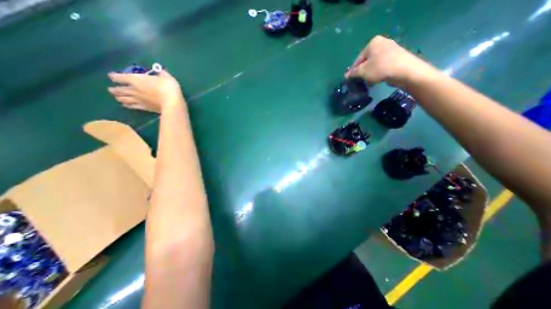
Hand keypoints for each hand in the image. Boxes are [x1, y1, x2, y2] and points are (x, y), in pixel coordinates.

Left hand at [108, 70, 184, 113]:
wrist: (173, 103)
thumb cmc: (168, 87)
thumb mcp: (167, 77)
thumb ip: (162, 73)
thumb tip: (161, 70)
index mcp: (136, 79)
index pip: (119, 77)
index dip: (114, 76)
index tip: (112, 76)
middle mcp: (133, 90)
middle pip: (119, 89)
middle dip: (114, 89)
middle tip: (112, 89)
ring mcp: (138, 100)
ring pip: (123, 99)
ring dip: (119, 97)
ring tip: (117, 97)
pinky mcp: (144, 108)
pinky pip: (132, 106)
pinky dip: (127, 105)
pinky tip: (126, 105)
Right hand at [345, 35, 432, 87]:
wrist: (405, 71)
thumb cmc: (380, 68)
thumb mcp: (362, 71)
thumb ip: (353, 73)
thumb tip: (346, 75)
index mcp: (372, 43)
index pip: (358, 59)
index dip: (353, 71)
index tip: (350, 80)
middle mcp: (381, 43)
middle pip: (366, 61)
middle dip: (362, 72)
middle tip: (359, 81)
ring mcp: (390, 49)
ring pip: (374, 64)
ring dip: (369, 73)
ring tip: (368, 82)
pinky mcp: (396, 57)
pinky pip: (382, 65)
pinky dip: (378, 72)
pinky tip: (377, 80)